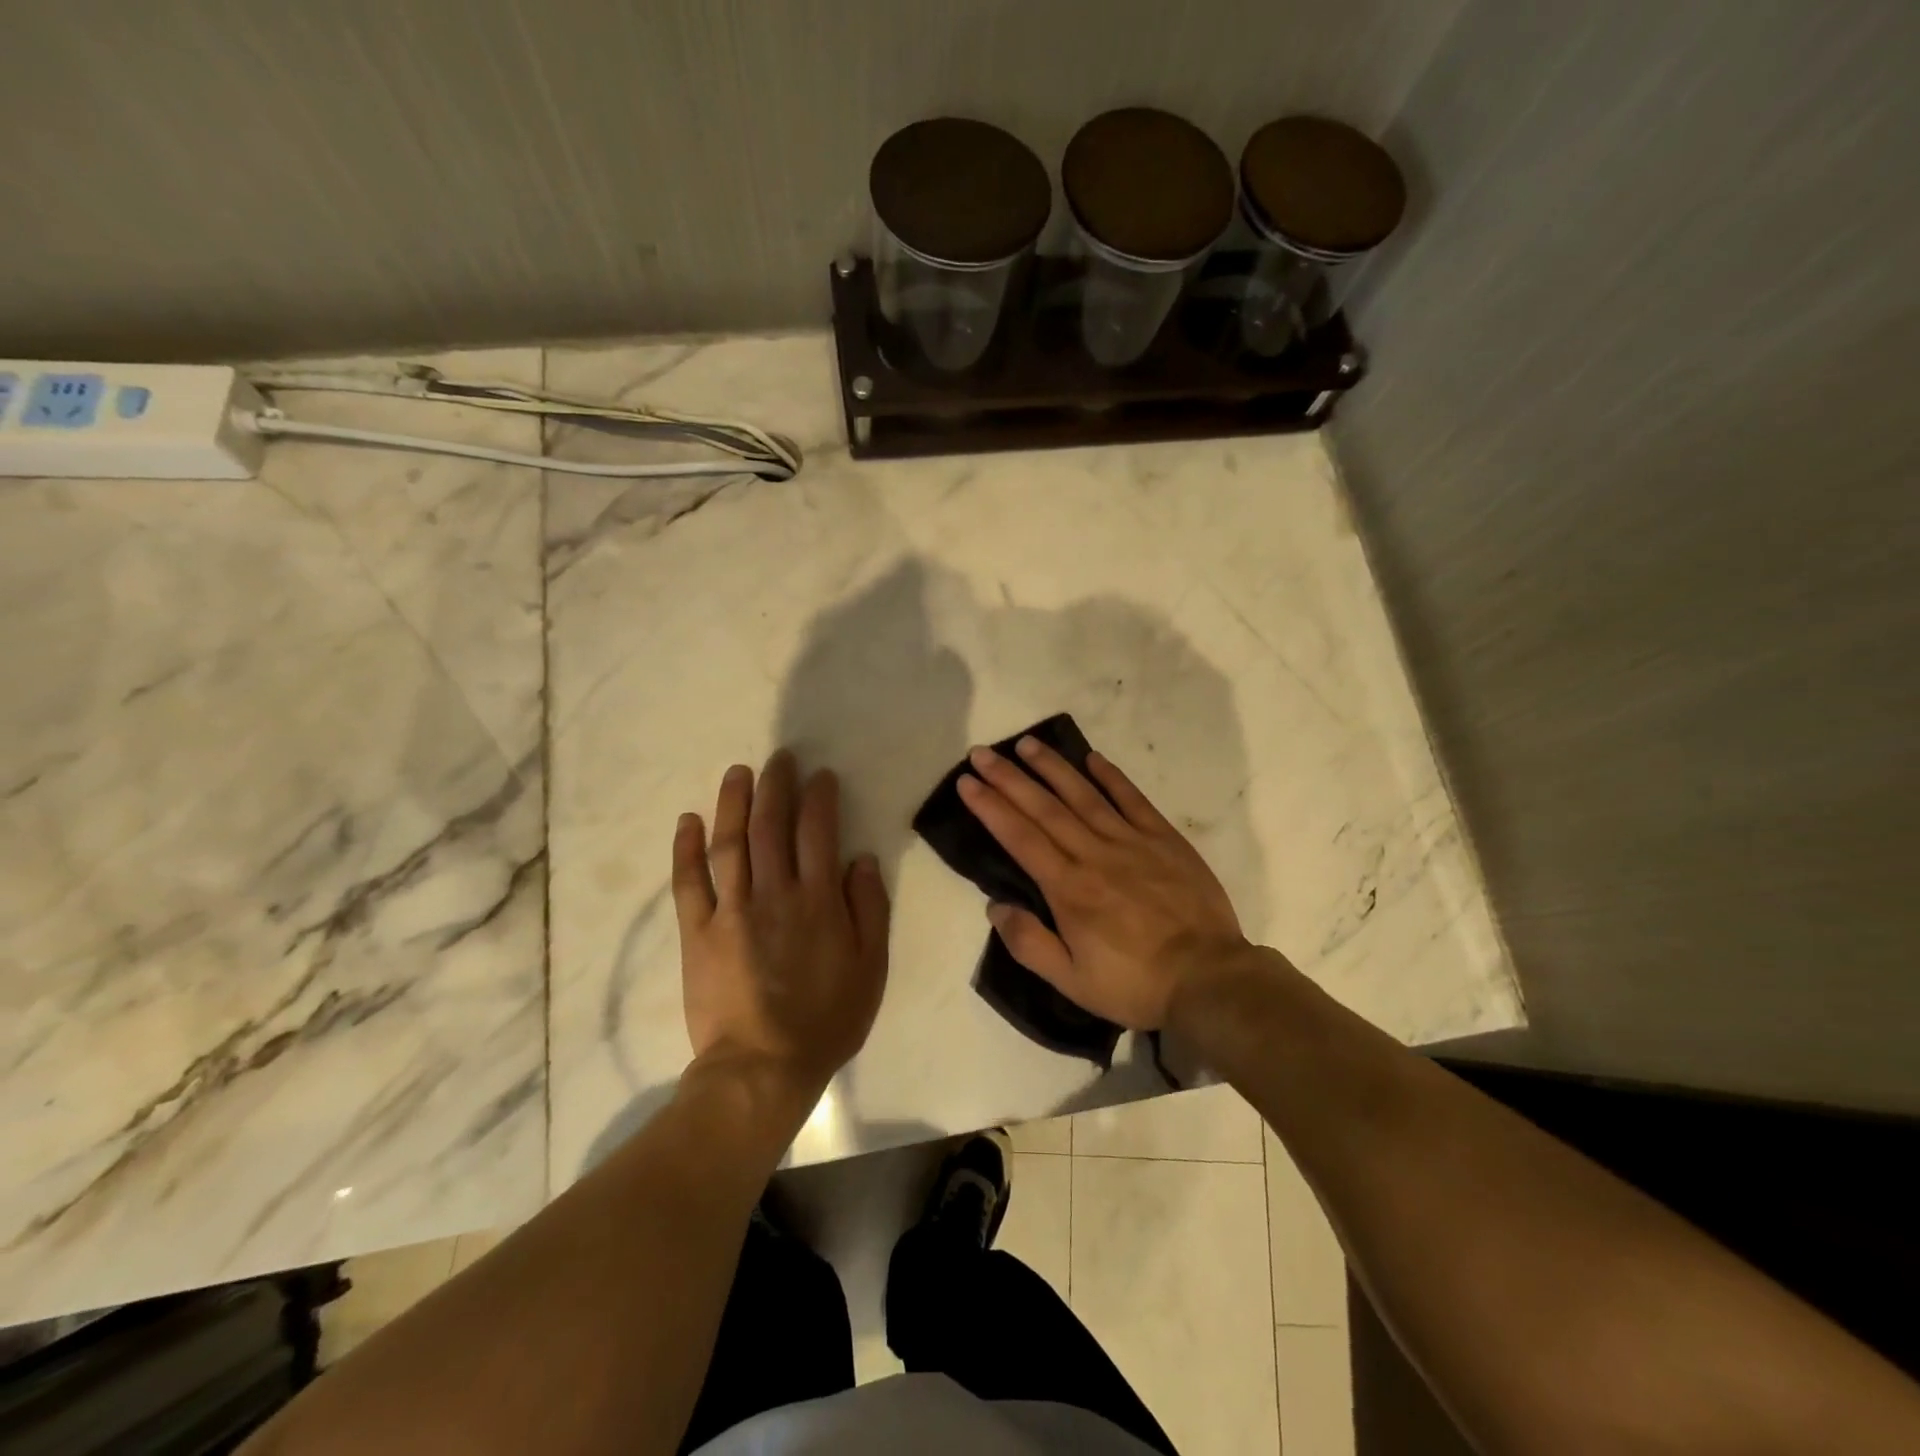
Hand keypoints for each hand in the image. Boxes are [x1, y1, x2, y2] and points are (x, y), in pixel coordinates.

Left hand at [672, 751, 890, 1097]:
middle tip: (779, 758)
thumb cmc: (827, 1019)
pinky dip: (686, 849)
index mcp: (818, 900)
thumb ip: (869, 908)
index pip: (818, 832)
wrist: (763, 1067)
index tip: (820, 776)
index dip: (819, 797)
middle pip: (771, 826)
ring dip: (733, 802)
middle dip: (776, 785)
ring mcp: (730, 910)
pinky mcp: (697, 932)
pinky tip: (688, 821)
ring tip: (738, 772)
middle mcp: (774, 893)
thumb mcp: (871, 967)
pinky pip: (688, 882)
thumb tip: (861, 859)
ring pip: (730, 843)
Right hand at [957, 737, 1247, 1029]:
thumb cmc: (1134, 984)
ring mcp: (1131, 842)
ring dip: (1052, 767)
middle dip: (1009, 778)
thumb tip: (995, 906)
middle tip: (983, 752)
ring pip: (1084, 795)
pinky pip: (1133, 800)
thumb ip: (1029, 943)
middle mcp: (1094, 854)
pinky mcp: (1164, 839)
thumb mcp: (1071, 982)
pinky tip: (1092, 758)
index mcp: (1068, 889)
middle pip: (1044, 808)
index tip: (967, 782)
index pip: (1019, 837)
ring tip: (1027, 744)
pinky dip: (1111, 776)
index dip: (990, 807)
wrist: (1209, 978)